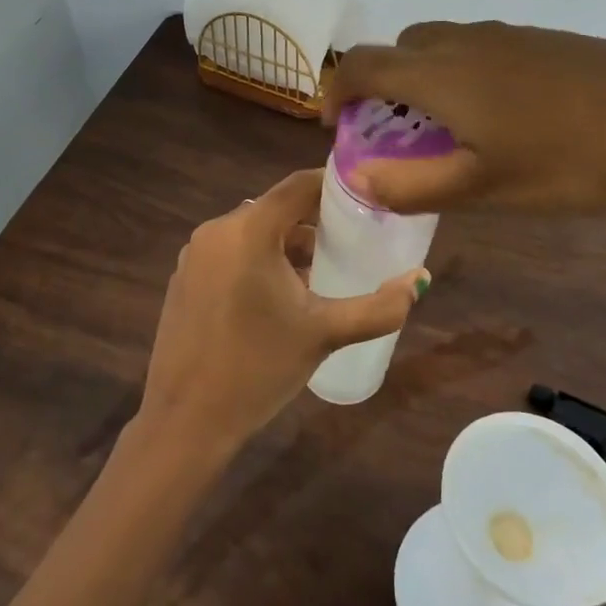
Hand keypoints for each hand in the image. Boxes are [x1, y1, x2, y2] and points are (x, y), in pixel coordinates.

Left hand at [139, 169, 425, 452]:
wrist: (187, 420)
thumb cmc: (259, 368)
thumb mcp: (325, 334)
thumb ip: (379, 306)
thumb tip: (421, 279)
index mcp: (249, 230)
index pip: (298, 186)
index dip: (333, 187)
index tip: (365, 200)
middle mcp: (216, 230)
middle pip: (275, 209)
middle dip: (313, 222)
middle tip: (349, 244)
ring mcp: (194, 254)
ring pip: (252, 231)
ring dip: (285, 244)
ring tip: (318, 275)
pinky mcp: (184, 277)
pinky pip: (229, 252)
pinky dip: (257, 260)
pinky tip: (276, 297)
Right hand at [324, 20, 605, 215]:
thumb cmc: (571, 160)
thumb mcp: (486, 188)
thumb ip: (414, 186)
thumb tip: (360, 179)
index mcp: (439, 74)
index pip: (361, 65)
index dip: (336, 91)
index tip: (338, 128)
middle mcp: (464, 42)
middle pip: (399, 48)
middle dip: (381, 86)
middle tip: (396, 135)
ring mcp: (508, 35)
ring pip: (441, 46)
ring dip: (423, 80)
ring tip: (448, 131)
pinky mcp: (544, 40)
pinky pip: (479, 48)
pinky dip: (462, 75)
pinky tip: (502, 117)